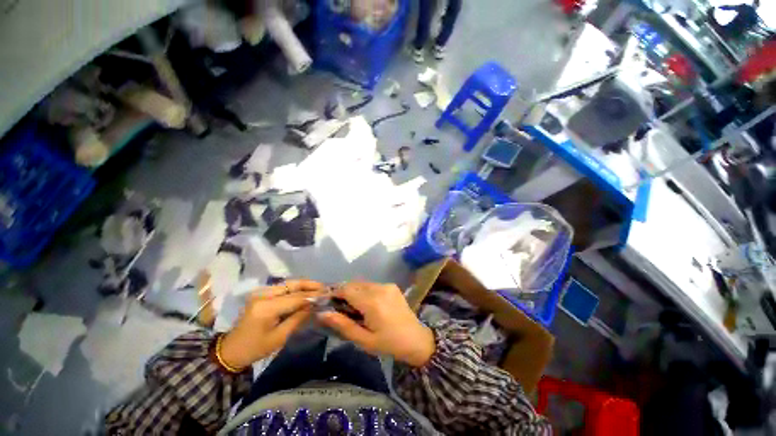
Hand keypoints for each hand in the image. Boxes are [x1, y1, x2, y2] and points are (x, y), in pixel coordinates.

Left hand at [220, 279, 324, 368]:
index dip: (313, 295)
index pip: (295, 297)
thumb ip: (298, 318)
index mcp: (266, 307)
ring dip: (304, 285)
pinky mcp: (261, 294)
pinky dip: (296, 288)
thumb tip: (315, 305)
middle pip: (292, 285)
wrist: (231, 350)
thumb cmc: (255, 348)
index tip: (328, 294)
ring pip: (288, 284)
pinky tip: (306, 291)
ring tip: (319, 288)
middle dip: (310, 285)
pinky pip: (283, 288)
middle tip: (325, 287)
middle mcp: (263, 295)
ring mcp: (261, 292)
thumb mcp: (279, 337)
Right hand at [317, 282, 435, 366]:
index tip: (328, 302)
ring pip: (363, 283)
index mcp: (372, 302)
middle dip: (344, 292)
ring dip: (355, 291)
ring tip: (354, 307)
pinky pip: (373, 285)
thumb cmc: (388, 343)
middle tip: (340, 308)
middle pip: (354, 284)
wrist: (416, 339)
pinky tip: (367, 304)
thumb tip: (323, 313)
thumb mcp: (364, 340)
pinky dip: (365, 291)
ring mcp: (387, 285)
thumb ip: (343, 325)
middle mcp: (379, 289)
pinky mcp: (392, 286)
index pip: (347, 290)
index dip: (335, 294)